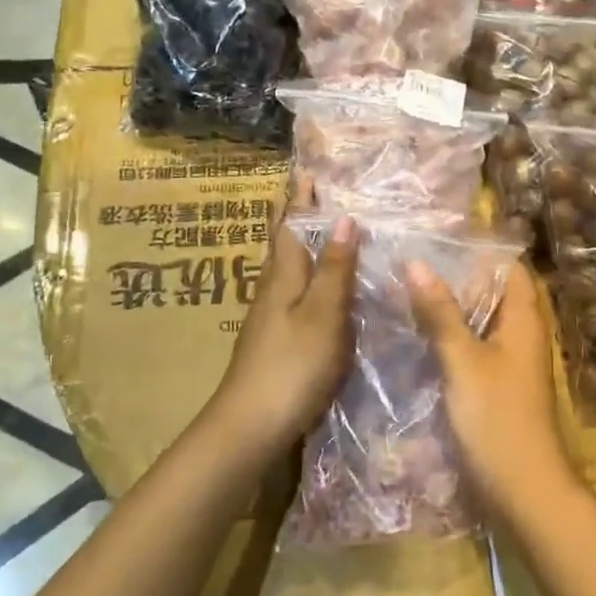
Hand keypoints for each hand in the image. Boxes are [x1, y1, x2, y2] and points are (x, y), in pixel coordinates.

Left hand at [209, 215, 358, 460]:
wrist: (251, 426)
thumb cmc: (292, 366)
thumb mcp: (322, 315)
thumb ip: (334, 269)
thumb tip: (343, 218)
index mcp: (282, 277)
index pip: (289, 225)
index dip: (298, 199)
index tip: (305, 169)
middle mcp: (272, 290)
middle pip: (282, 244)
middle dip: (294, 216)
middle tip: (311, 191)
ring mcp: (270, 317)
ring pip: (286, 269)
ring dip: (300, 244)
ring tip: (321, 229)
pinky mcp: (275, 340)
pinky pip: (292, 293)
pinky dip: (306, 276)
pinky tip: (318, 286)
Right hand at [405, 261, 578, 518]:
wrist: (523, 490)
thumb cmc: (497, 418)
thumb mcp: (463, 361)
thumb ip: (440, 313)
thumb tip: (416, 263)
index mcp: (524, 320)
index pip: (510, 269)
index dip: (480, 253)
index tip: (438, 243)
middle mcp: (522, 336)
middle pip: (492, 295)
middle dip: (456, 281)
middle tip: (410, 267)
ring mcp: (511, 364)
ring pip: (480, 325)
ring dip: (449, 313)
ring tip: (405, 296)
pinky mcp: (498, 389)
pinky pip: (474, 352)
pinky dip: (451, 342)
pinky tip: (418, 341)